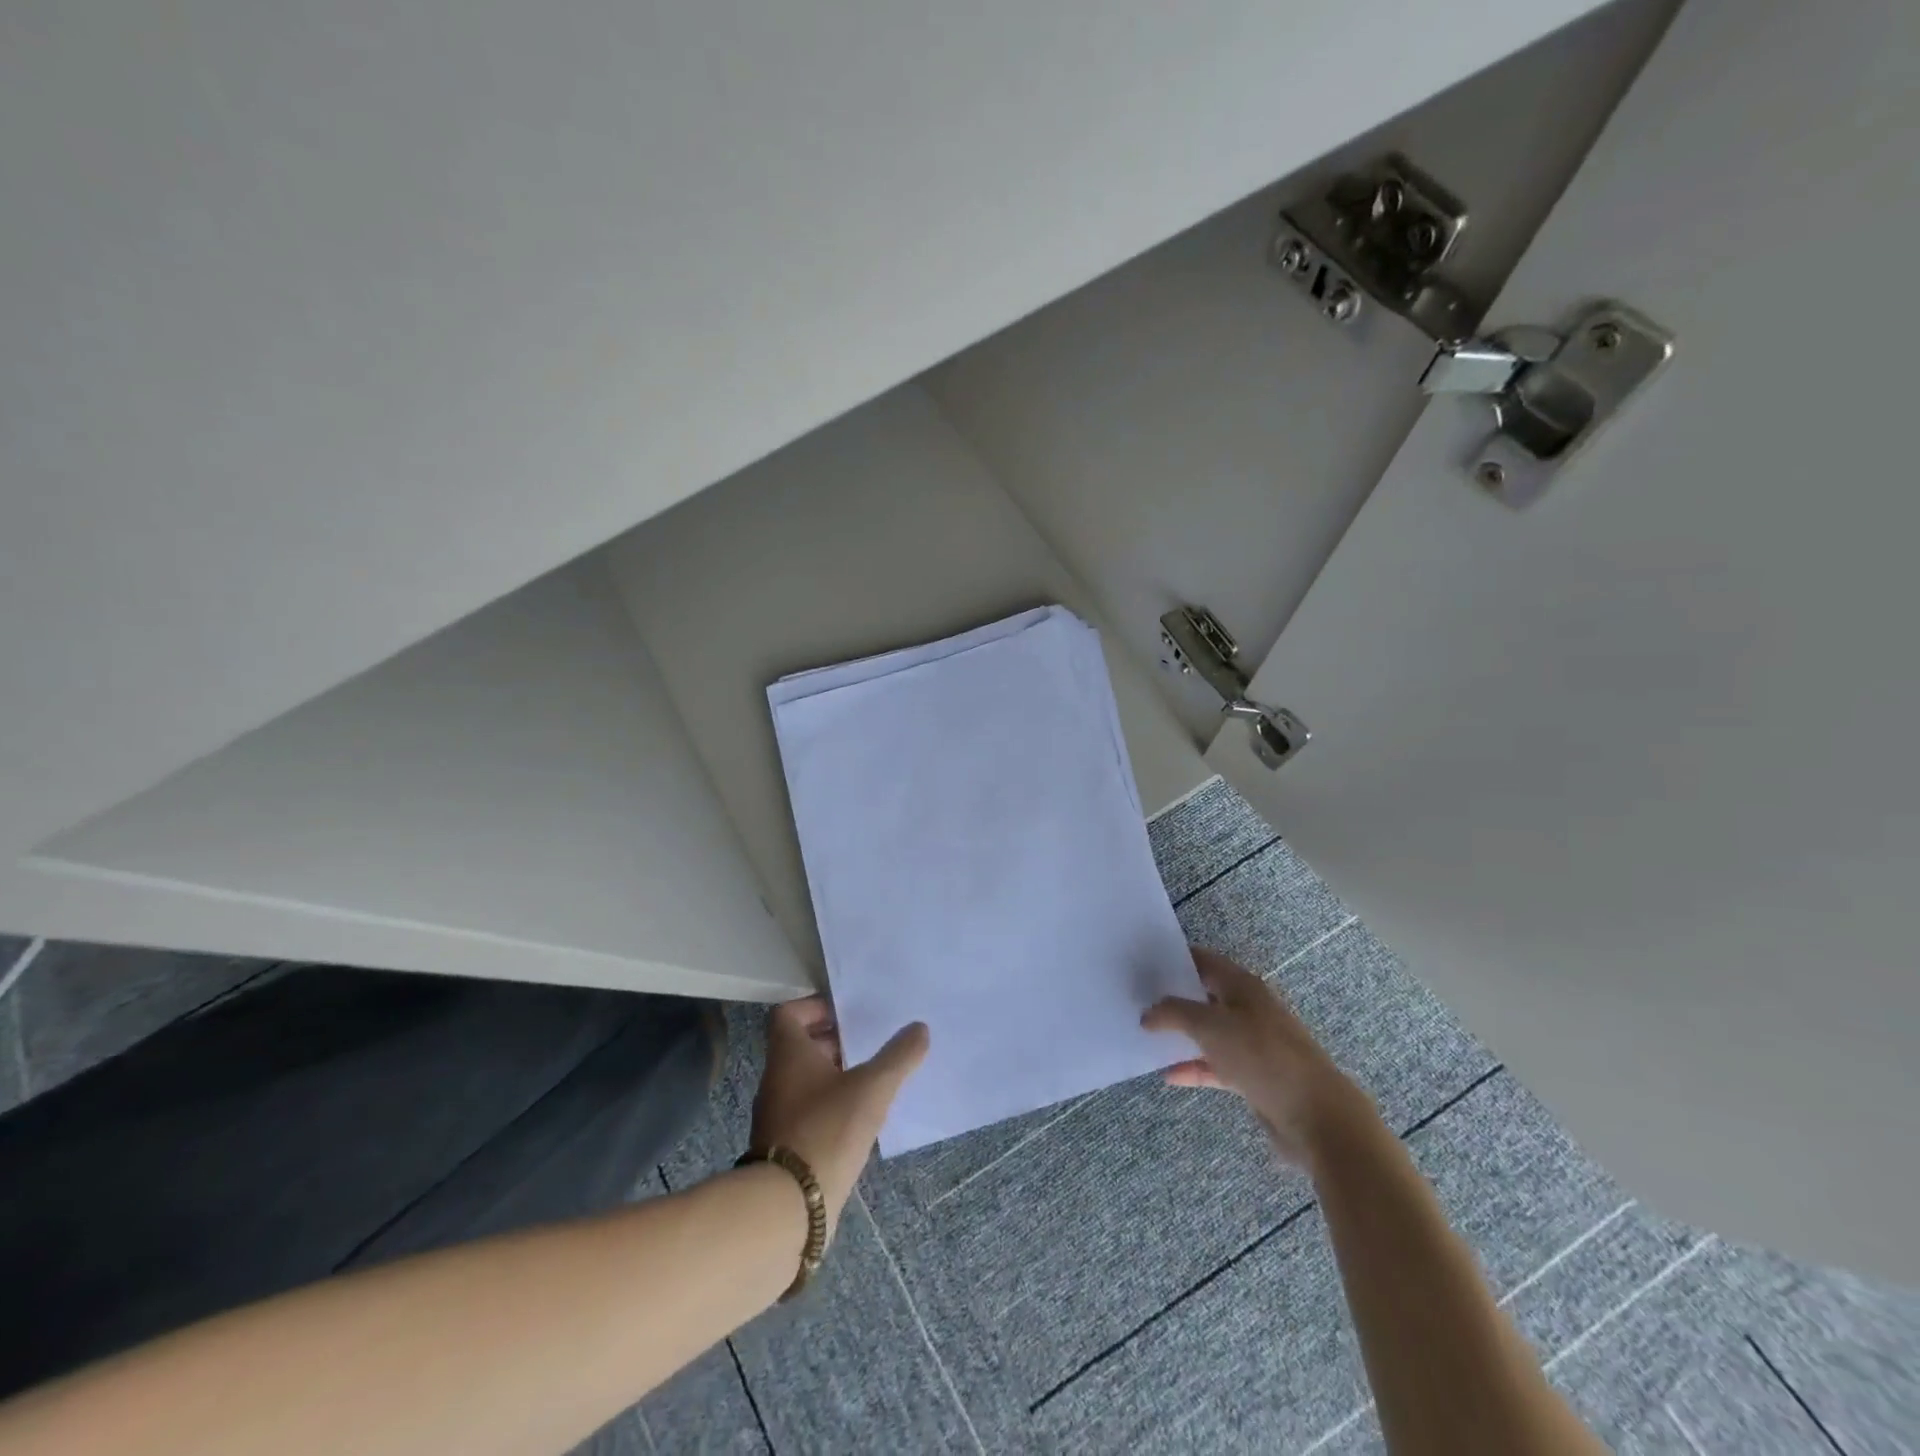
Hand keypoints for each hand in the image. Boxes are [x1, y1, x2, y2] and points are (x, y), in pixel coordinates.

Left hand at [749, 998, 928, 1237]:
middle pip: (800, 1047)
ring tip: (872, 1078)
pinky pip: (809, 1112)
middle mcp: (777, 1079)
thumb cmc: (827, 1130)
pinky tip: (860, 1118)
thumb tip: (919, 1028)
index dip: (816, 1007)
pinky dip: (832, 1106)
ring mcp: (777, 1116)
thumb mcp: (872, 1088)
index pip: (789, 1014)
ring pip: (805, 1081)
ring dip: (835, 1075)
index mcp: (788, 1055)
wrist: (788, 1208)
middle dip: (834, 1041)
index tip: (848, 1013)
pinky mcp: (785, 1148)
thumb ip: (898, 1056)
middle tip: (869, 1042)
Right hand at [1142, 947, 1372, 1166]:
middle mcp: (1249, 1008)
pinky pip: (1218, 1065)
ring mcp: (1254, 1043)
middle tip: (1138, 998)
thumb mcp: (1209, 1025)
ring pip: (1211, 1032)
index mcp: (1243, 986)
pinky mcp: (1255, 1076)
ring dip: (1183, 1034)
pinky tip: (1169, 1076)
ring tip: (1148, 1036)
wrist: (1315, 1114)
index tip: (1143, 963)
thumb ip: (1174, 1013)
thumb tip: (1147, 1013)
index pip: (1204, 960)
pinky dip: (1195, 1067)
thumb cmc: (1260, 1055)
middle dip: (1174, 997)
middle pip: (1205, 995)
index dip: (1174, 958)